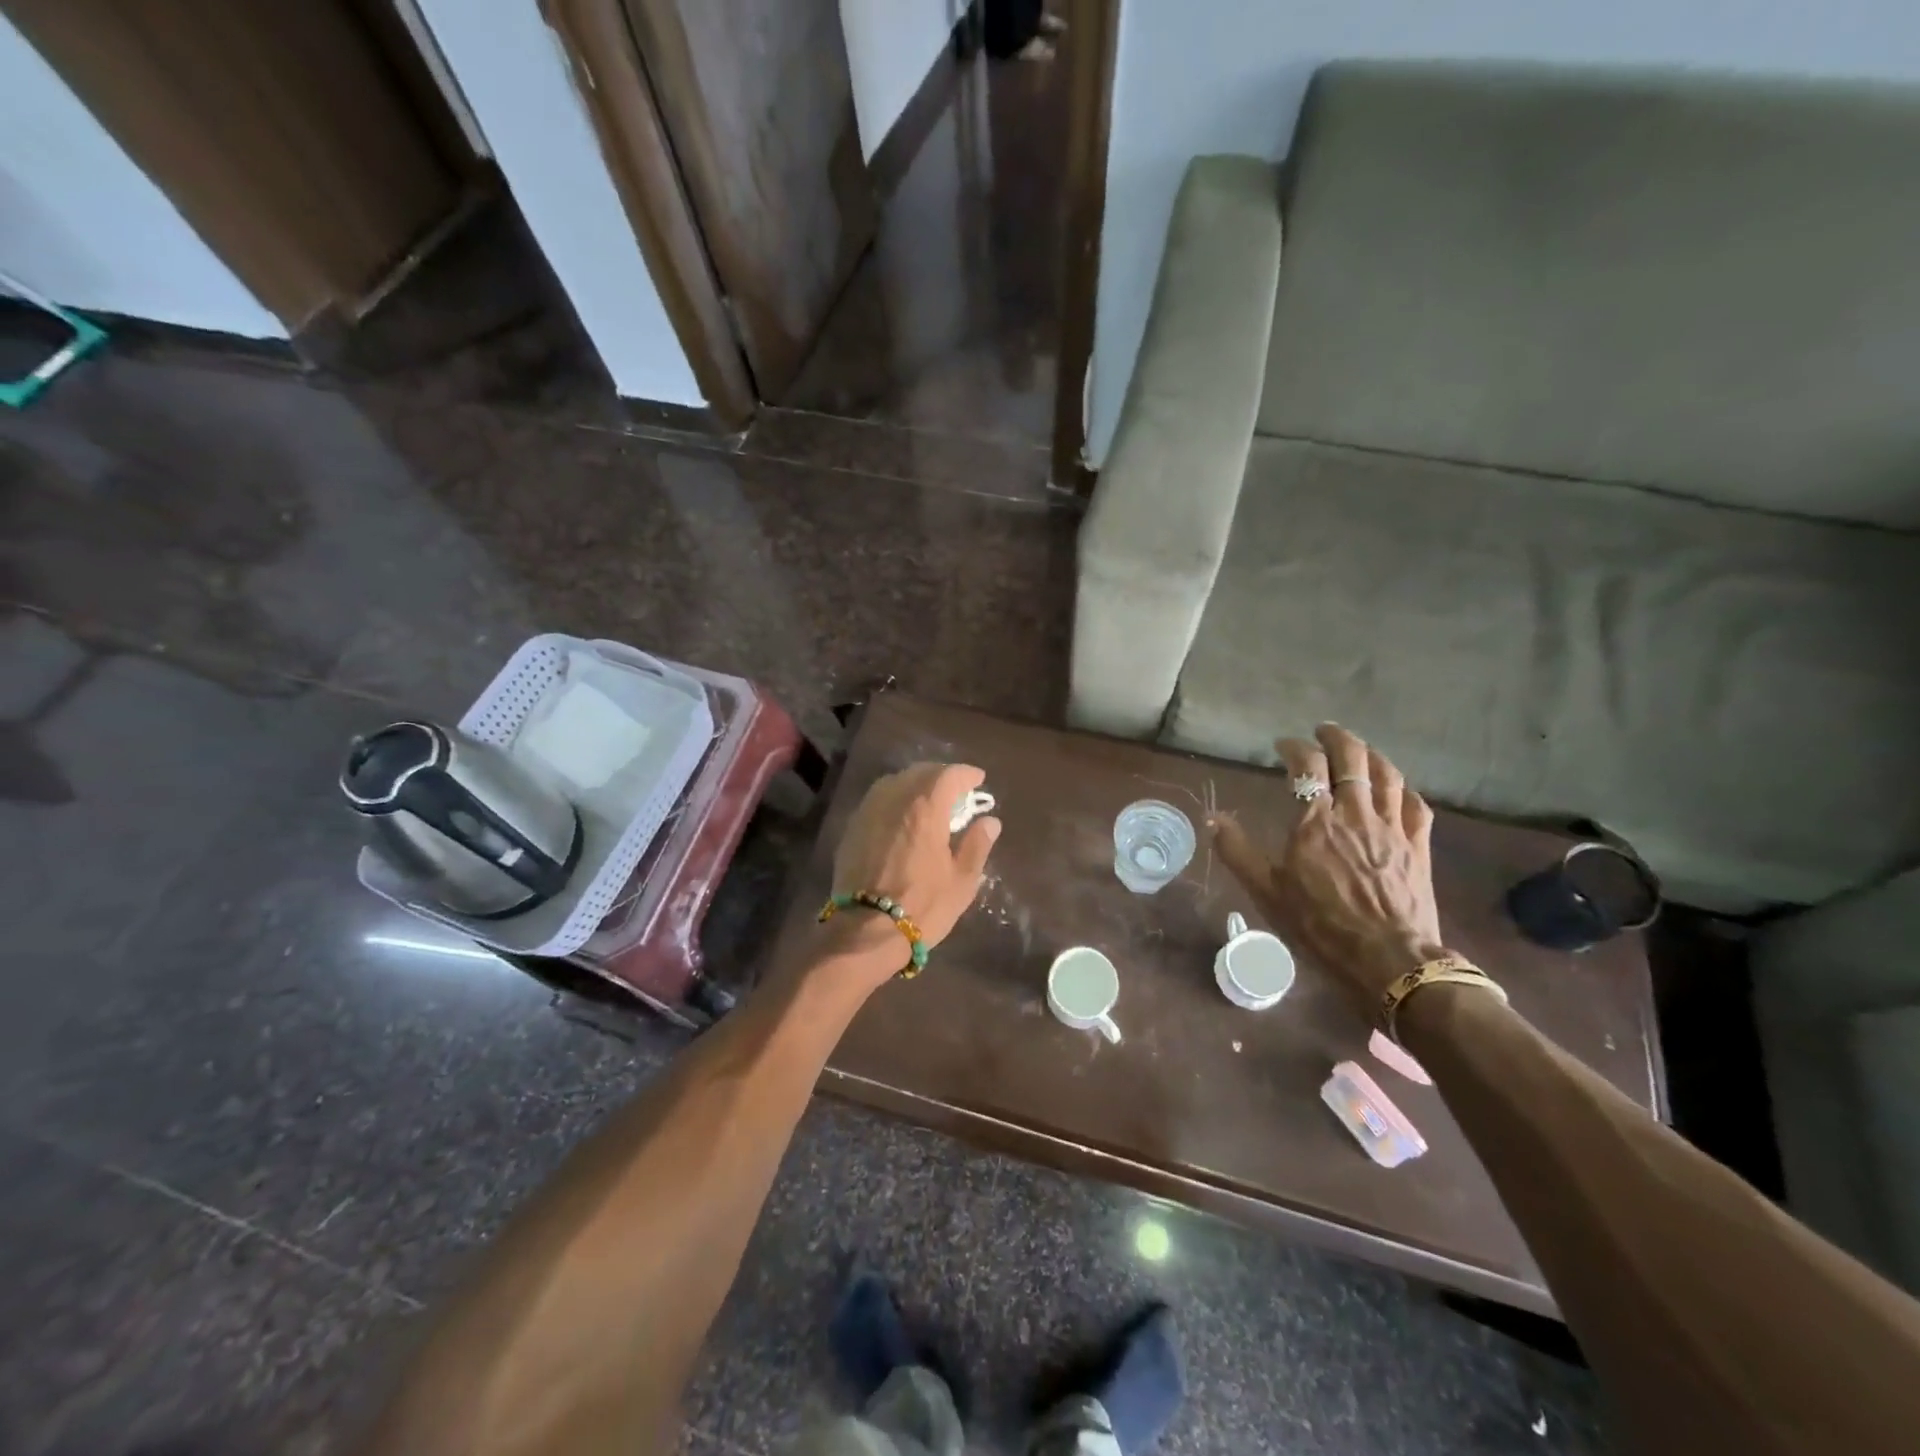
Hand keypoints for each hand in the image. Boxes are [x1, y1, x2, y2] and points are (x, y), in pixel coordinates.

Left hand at [824, 762, 1000, 976]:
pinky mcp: (852, 828)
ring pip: (895, 782)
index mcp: (925, 807)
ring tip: (929, 800)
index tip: (979, 780)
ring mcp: (869, 811)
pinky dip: (895, 799)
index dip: (967, 774)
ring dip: (915, 784)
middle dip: (941, 776)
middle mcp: (895, 798)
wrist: (866, 930)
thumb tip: (989, 821)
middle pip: (920, 772)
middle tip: (956, 791)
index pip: (949, 775)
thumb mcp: (962, 881)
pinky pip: (878, 800)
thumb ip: (977, 845)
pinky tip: (902, 817)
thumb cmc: (923, 906)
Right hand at [1213, 724, 1442, 1020]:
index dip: (1294, 747)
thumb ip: (1237, 850)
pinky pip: (1415, 804)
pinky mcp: (1418, 846)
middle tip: (1322, 732)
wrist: (1388, 960)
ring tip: (1357, 750)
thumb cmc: (1320, 925)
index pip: (1307, 764)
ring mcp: (1393, 827)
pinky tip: (1396, 789)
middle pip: (1353, 757)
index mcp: (1317, 819)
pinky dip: (1402, 788)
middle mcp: (1357, 812)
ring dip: (1370, 754)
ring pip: (1387, 774)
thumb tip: (1212, 818)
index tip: (1282, 745)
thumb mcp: (1267, 891)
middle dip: (1336, 738)